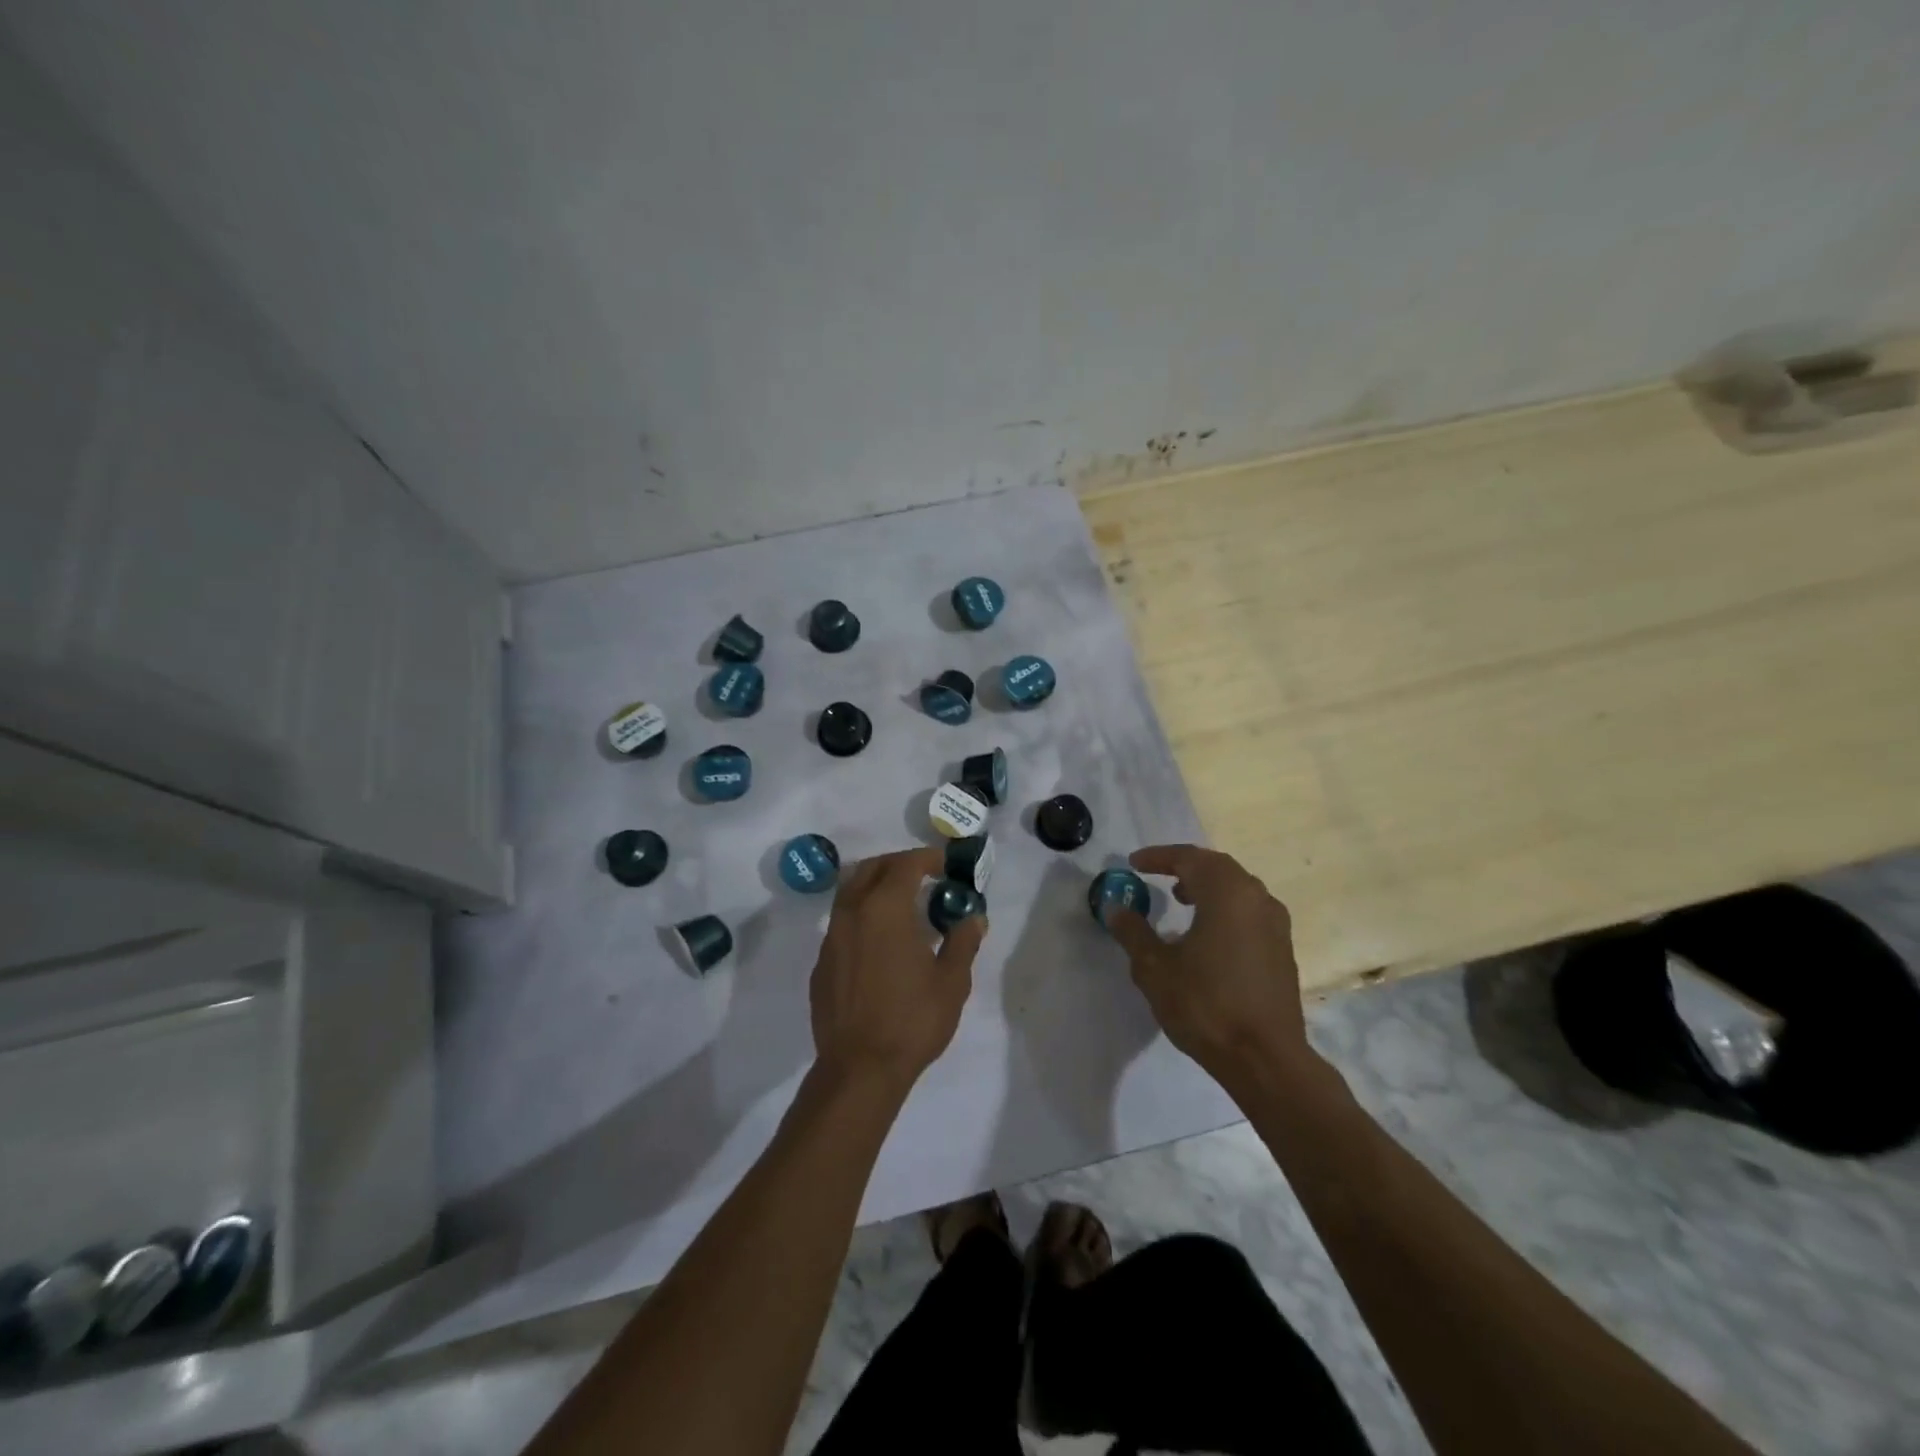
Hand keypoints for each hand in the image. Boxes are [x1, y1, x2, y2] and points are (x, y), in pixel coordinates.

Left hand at [809, 846, 986, 1090]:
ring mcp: (831, 938)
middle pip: (871, 869)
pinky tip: (878, 942)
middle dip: (898, 864)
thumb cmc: (912, 1020)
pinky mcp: (821, 963)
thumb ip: (962, 942)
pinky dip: (861, 916)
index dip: (926, 858)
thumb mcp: (951, 982)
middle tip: (923, 875)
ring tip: (900, 903)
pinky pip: (841, 923)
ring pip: (850, 892)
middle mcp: (852, 913)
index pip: (905, 865)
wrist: (860, 1068)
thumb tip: (973, 918)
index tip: (944, 863)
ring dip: (875, 886)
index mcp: (885, 909)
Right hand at [1107, 844, 1310, 1082]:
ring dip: (1207, 887)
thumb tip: (1116, 907)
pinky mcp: (1283, 948)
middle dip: (1185, 867)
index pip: (1189, 859)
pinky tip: (1207, 933)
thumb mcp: (1155, 968)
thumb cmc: (1205, 1005)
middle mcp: (1256, 898)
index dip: (1158, 857)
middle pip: (1217, 867)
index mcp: (1227, 893)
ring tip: (1181, 901)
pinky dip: (1224, 908)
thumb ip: (1133, 931)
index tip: (1134, 863)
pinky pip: (1249, 911)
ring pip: (1237, 888)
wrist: (1265, 1059)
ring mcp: (1275, 924)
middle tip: (1157, 876)